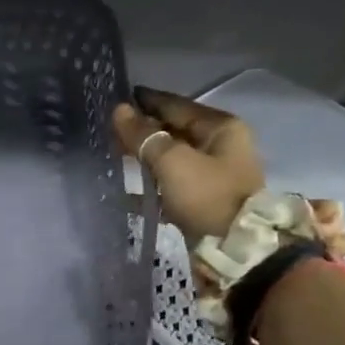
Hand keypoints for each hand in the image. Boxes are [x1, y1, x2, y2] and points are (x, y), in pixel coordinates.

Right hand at [113, 87, 263, 240]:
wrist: (235, 248)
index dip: (146, 101)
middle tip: (108, 127)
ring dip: (144, 155)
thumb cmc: (207, 196)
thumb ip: (143, 136)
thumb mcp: (172, 161)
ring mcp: (212, 173)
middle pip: (174, 130)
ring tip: (113, 153)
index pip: (176, 105)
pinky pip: (169, 181)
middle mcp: (219, 145)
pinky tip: (124, 186)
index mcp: (221, 128)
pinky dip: (149, 181)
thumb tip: (119, 110)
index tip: (117, 96)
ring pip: (170, 156)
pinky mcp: (201, 198)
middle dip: (143, 128)